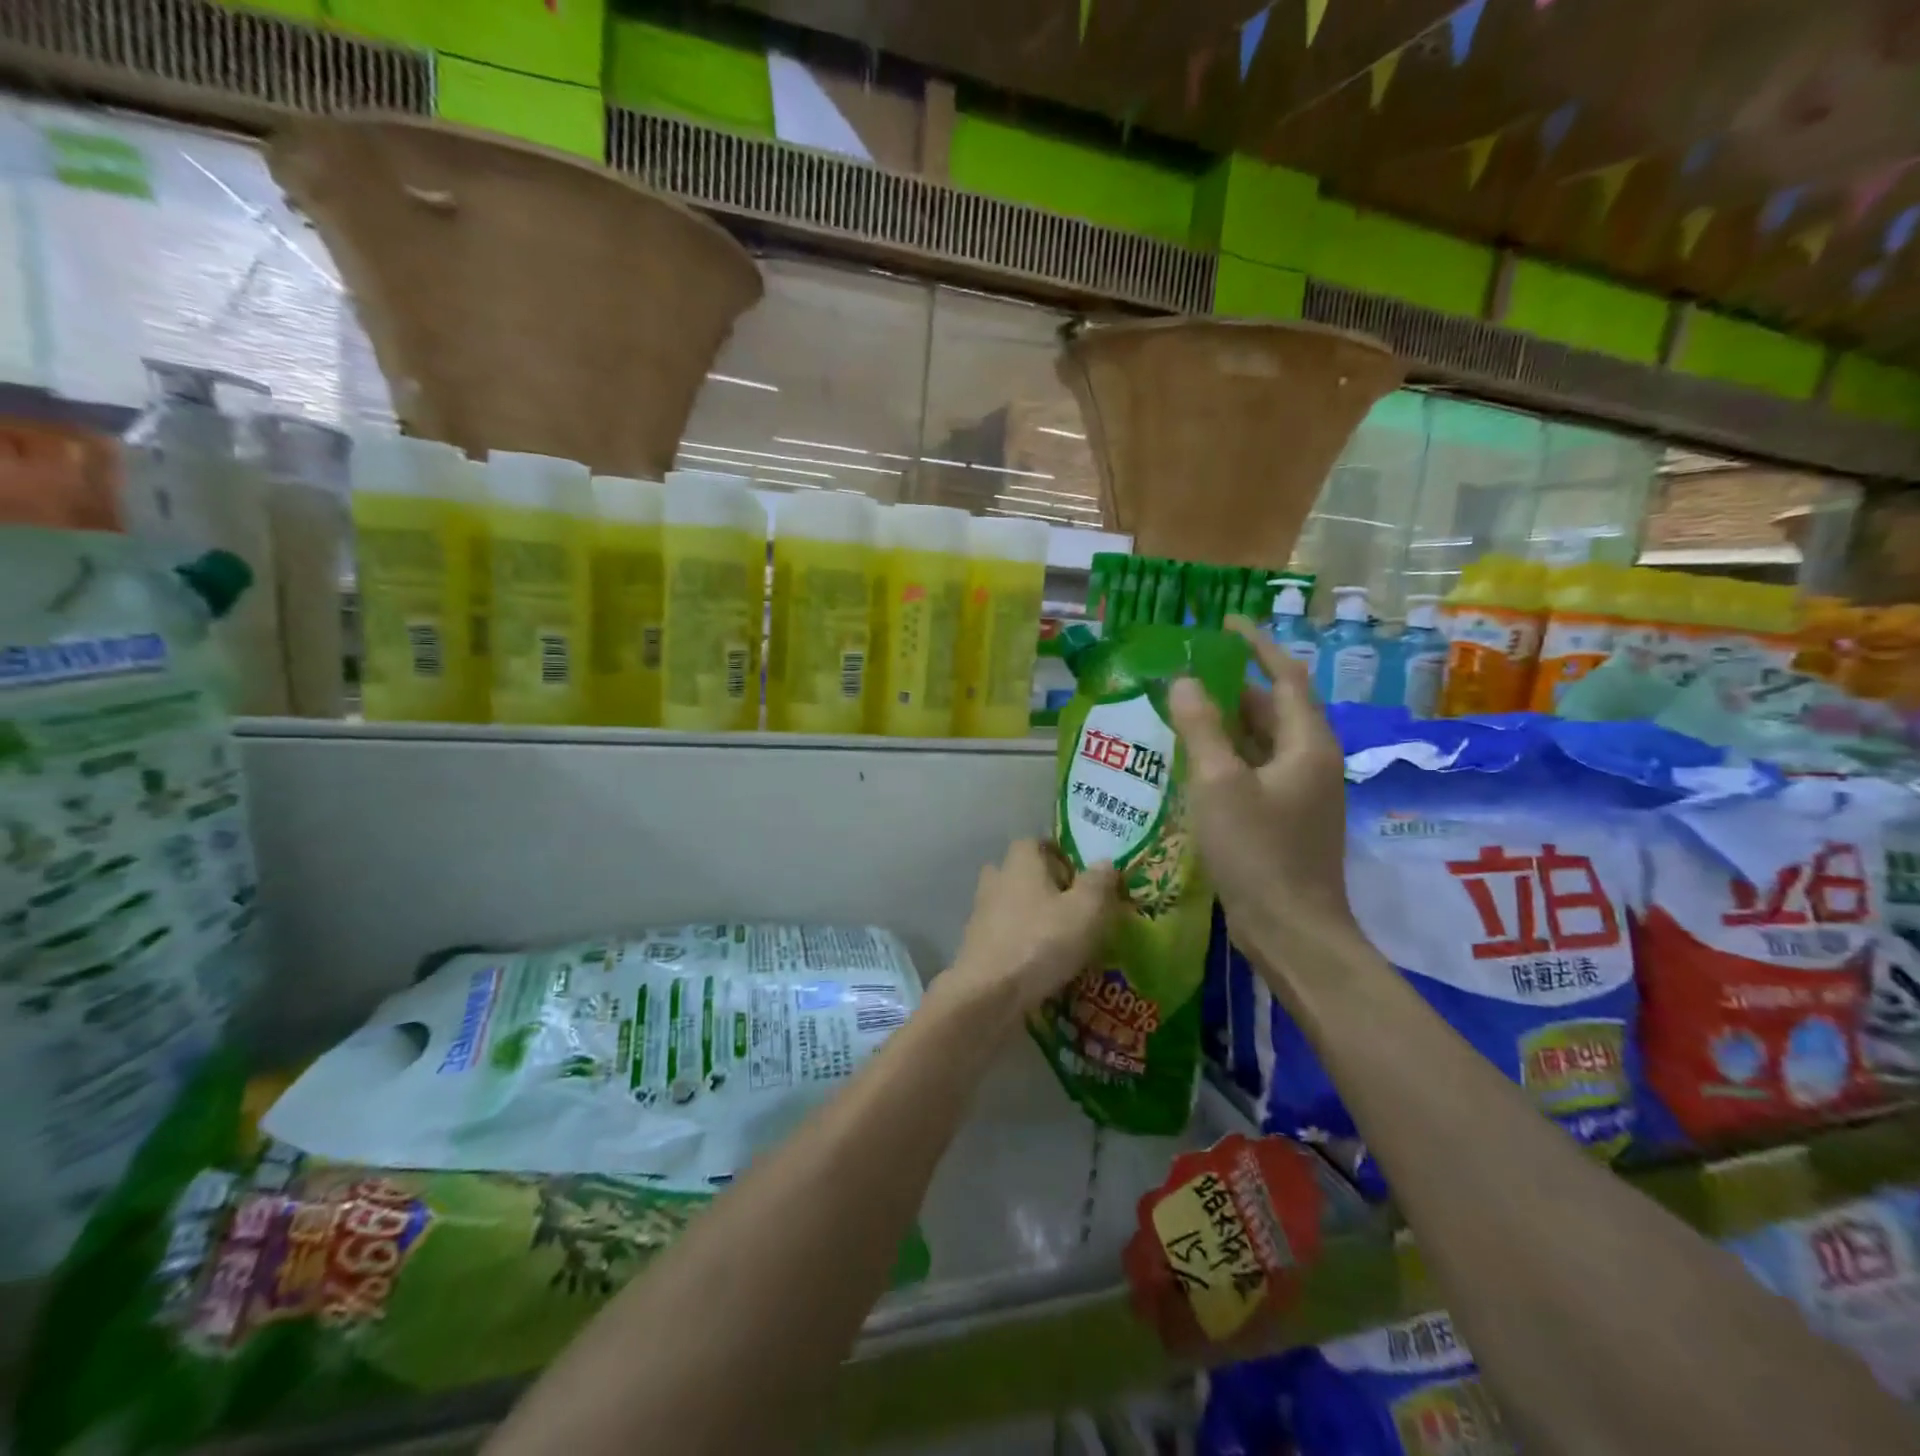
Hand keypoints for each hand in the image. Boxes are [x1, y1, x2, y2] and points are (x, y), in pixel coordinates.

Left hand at [941, 839, 1118, 1020]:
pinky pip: (1003, 934)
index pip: (1036, 842)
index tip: (1079, 873)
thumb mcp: (1086, 911)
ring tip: (1060, 937)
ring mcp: (981, 913)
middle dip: (1043, 884)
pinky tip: (1039, 962)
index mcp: (1021, 863)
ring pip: (1010, 904)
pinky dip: (1019, 941)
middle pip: (1020, 872)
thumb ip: (1098, 883)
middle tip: (1072, 905)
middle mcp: (996, 880)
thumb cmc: (1041, 942)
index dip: (1058, 854)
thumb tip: (1106, 862)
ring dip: (1031, 915)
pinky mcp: (975, 945)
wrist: (989, 993)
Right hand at [1168, 617, 1359, 989]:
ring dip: (1228, 725)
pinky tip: (1193, 766)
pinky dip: (1228, 759)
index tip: (1228, 621)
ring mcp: (1302, 795)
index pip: (1286, 677)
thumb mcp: (1219, 784)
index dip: (1259, 645)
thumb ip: (1201, 728)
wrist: (1293, 932)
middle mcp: (1312, 762)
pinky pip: (1256, 772)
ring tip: (1182, 713)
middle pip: (1275, 710)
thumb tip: (1184, 681)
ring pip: (1263, 744)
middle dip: (1236, 687)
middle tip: (1190, 673)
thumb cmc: (1258, 852)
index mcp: (1307, 745)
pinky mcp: (1287, 821)